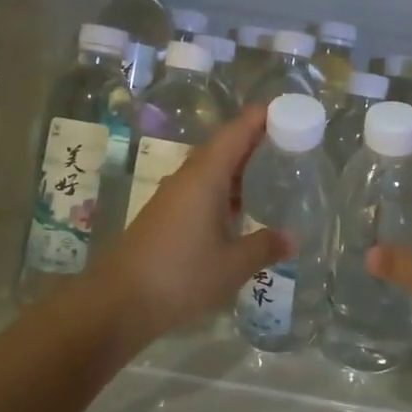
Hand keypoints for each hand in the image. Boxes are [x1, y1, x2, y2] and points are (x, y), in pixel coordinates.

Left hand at [93, 107, 285, 351]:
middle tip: (288, 141)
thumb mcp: (232, 265)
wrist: (119, 302)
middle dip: (253, 141)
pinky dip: (224, 190)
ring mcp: (172, 197)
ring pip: (210, 171)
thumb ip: (264, 247)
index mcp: (204, 177)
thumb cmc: (181, 275)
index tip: (286, 109)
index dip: (259, 118)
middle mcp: (187, 179)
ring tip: (270, 171)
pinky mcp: (165, 217)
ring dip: (238, 168)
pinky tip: (239, 208)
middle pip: (223, 148)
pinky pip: (200, 190)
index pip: (235, 133)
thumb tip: (292, 238)